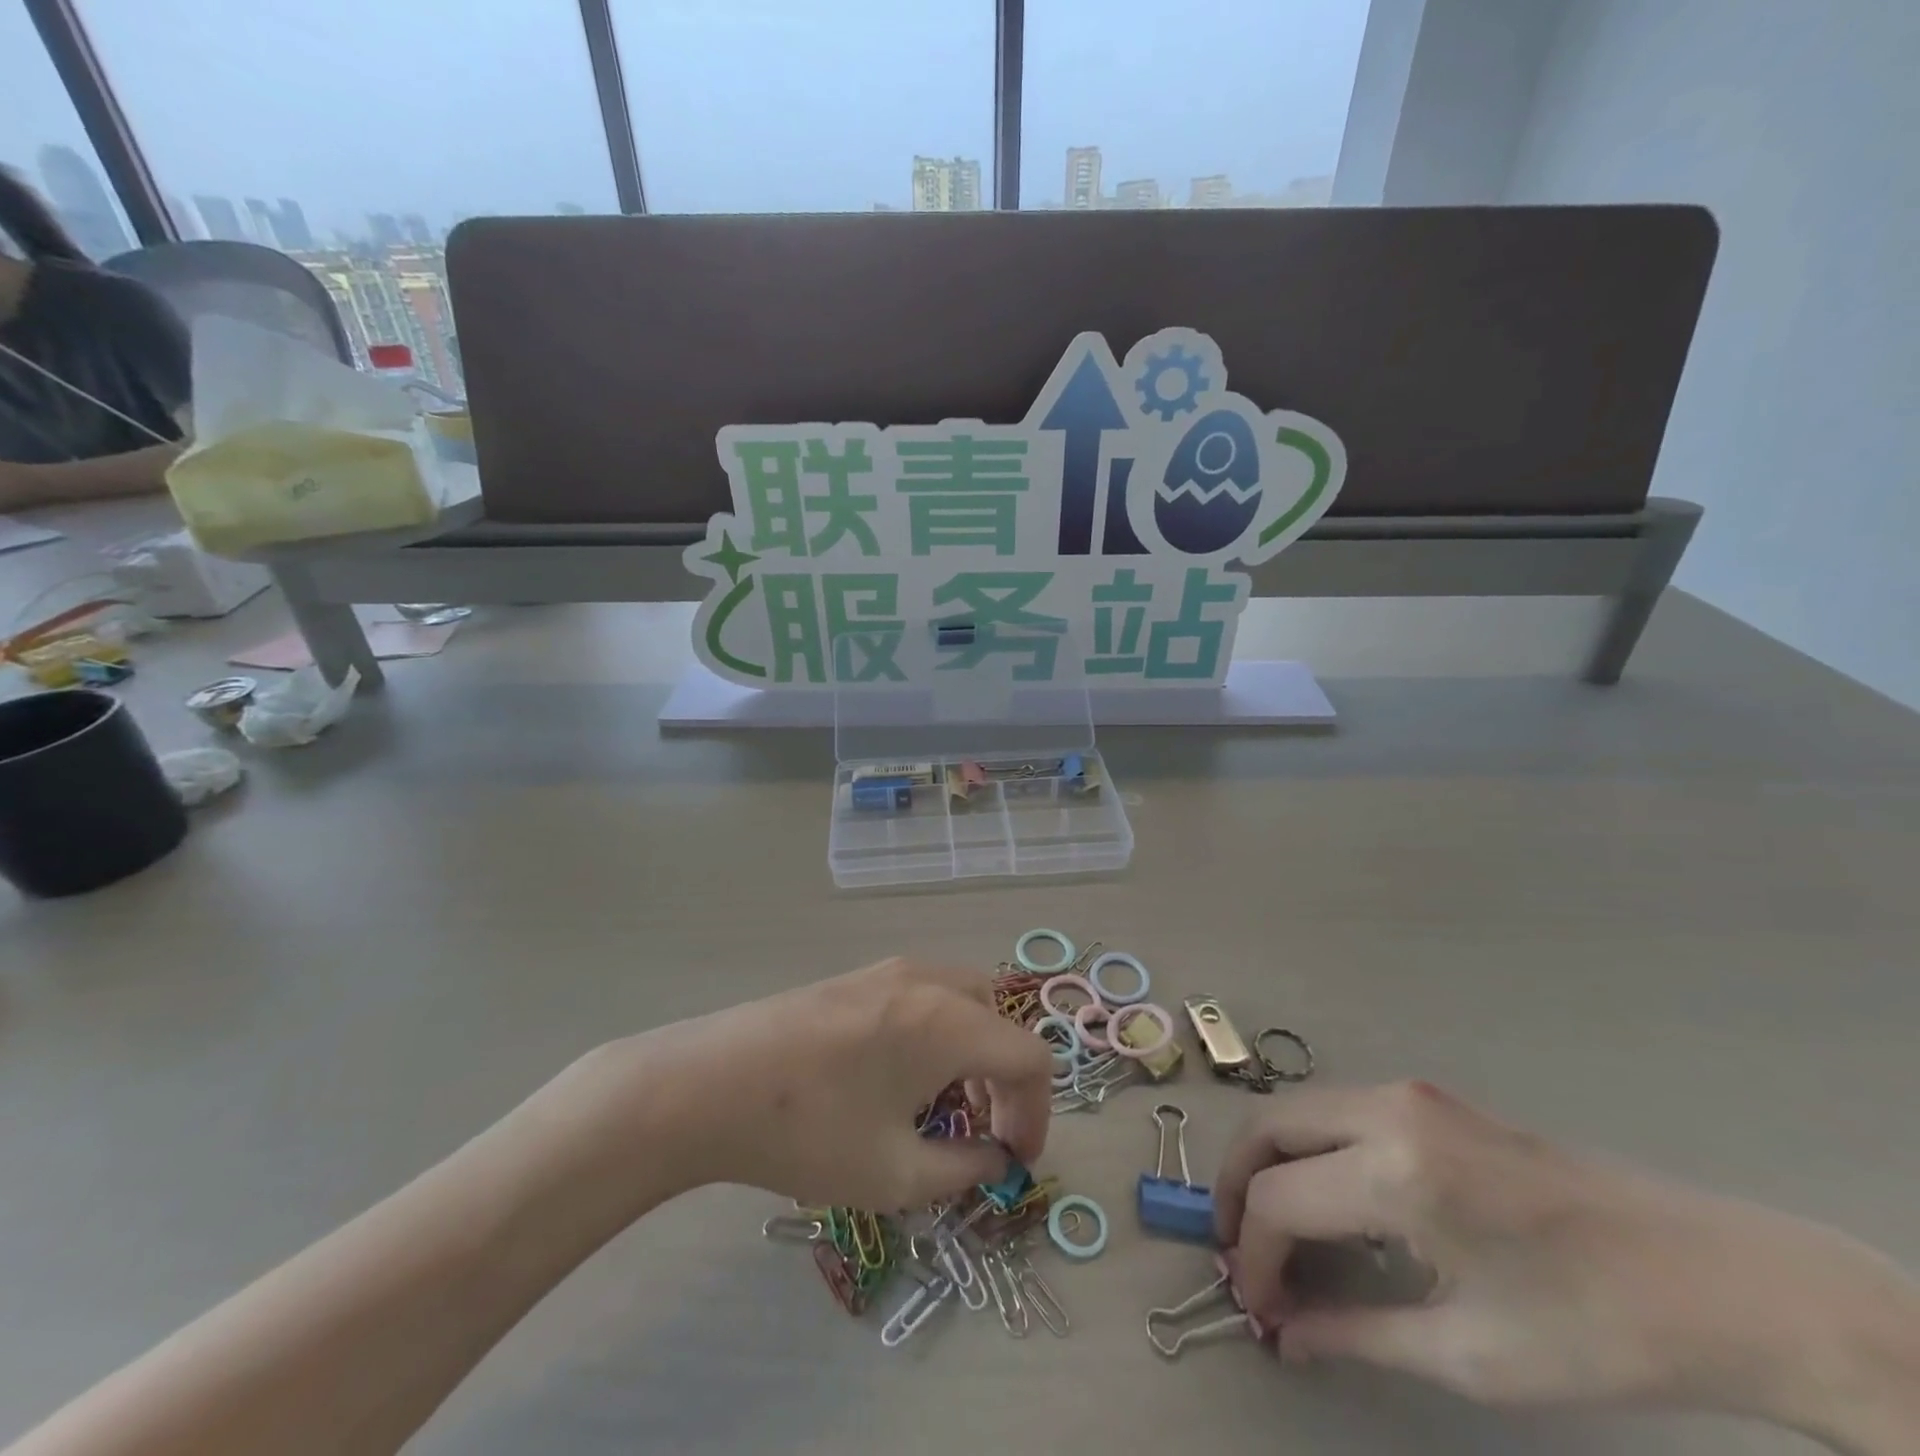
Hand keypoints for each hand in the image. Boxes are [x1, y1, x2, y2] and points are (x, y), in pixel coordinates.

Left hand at [594, 958, 1052, 1211]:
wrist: (708, 1084)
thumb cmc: (808, 1132)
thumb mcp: (894, 1173)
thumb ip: (963, 1169)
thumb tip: (995, 1159)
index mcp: (948, 1021)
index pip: (1029, 1056)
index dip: (1037, 1112)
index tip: (1015, 1160)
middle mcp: (928, 981)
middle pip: (998, 1020)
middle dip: (1004, 1078)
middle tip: (981, 1131)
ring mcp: (890, 970)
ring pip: (963, 1001)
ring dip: (972, 1052)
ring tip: (941, 1106)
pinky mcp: (858, 975)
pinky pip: (925, 996)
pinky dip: (938, 1033)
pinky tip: (898, 1076)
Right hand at [1214, 1080, 1919, 1447]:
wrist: (1716, 1278)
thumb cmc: (1596, 1331)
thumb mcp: (1473, 1354)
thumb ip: (1358, 1335)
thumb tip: (1284, 1333)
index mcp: (1395, 1175)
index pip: (1277, 1200)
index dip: (1252, 1254)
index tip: (1254, 1304)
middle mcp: (1385, 1112)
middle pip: (1267, 1127)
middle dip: (1235, 1184)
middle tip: (1238, 1247)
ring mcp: (1405, 1094)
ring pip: (1295, 1110)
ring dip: (1269, 1160)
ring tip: (1273, 1226)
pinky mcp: (1424, 1097)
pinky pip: (1336, 1110)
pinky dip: (1307, 1147)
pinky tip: (1330, 1200)